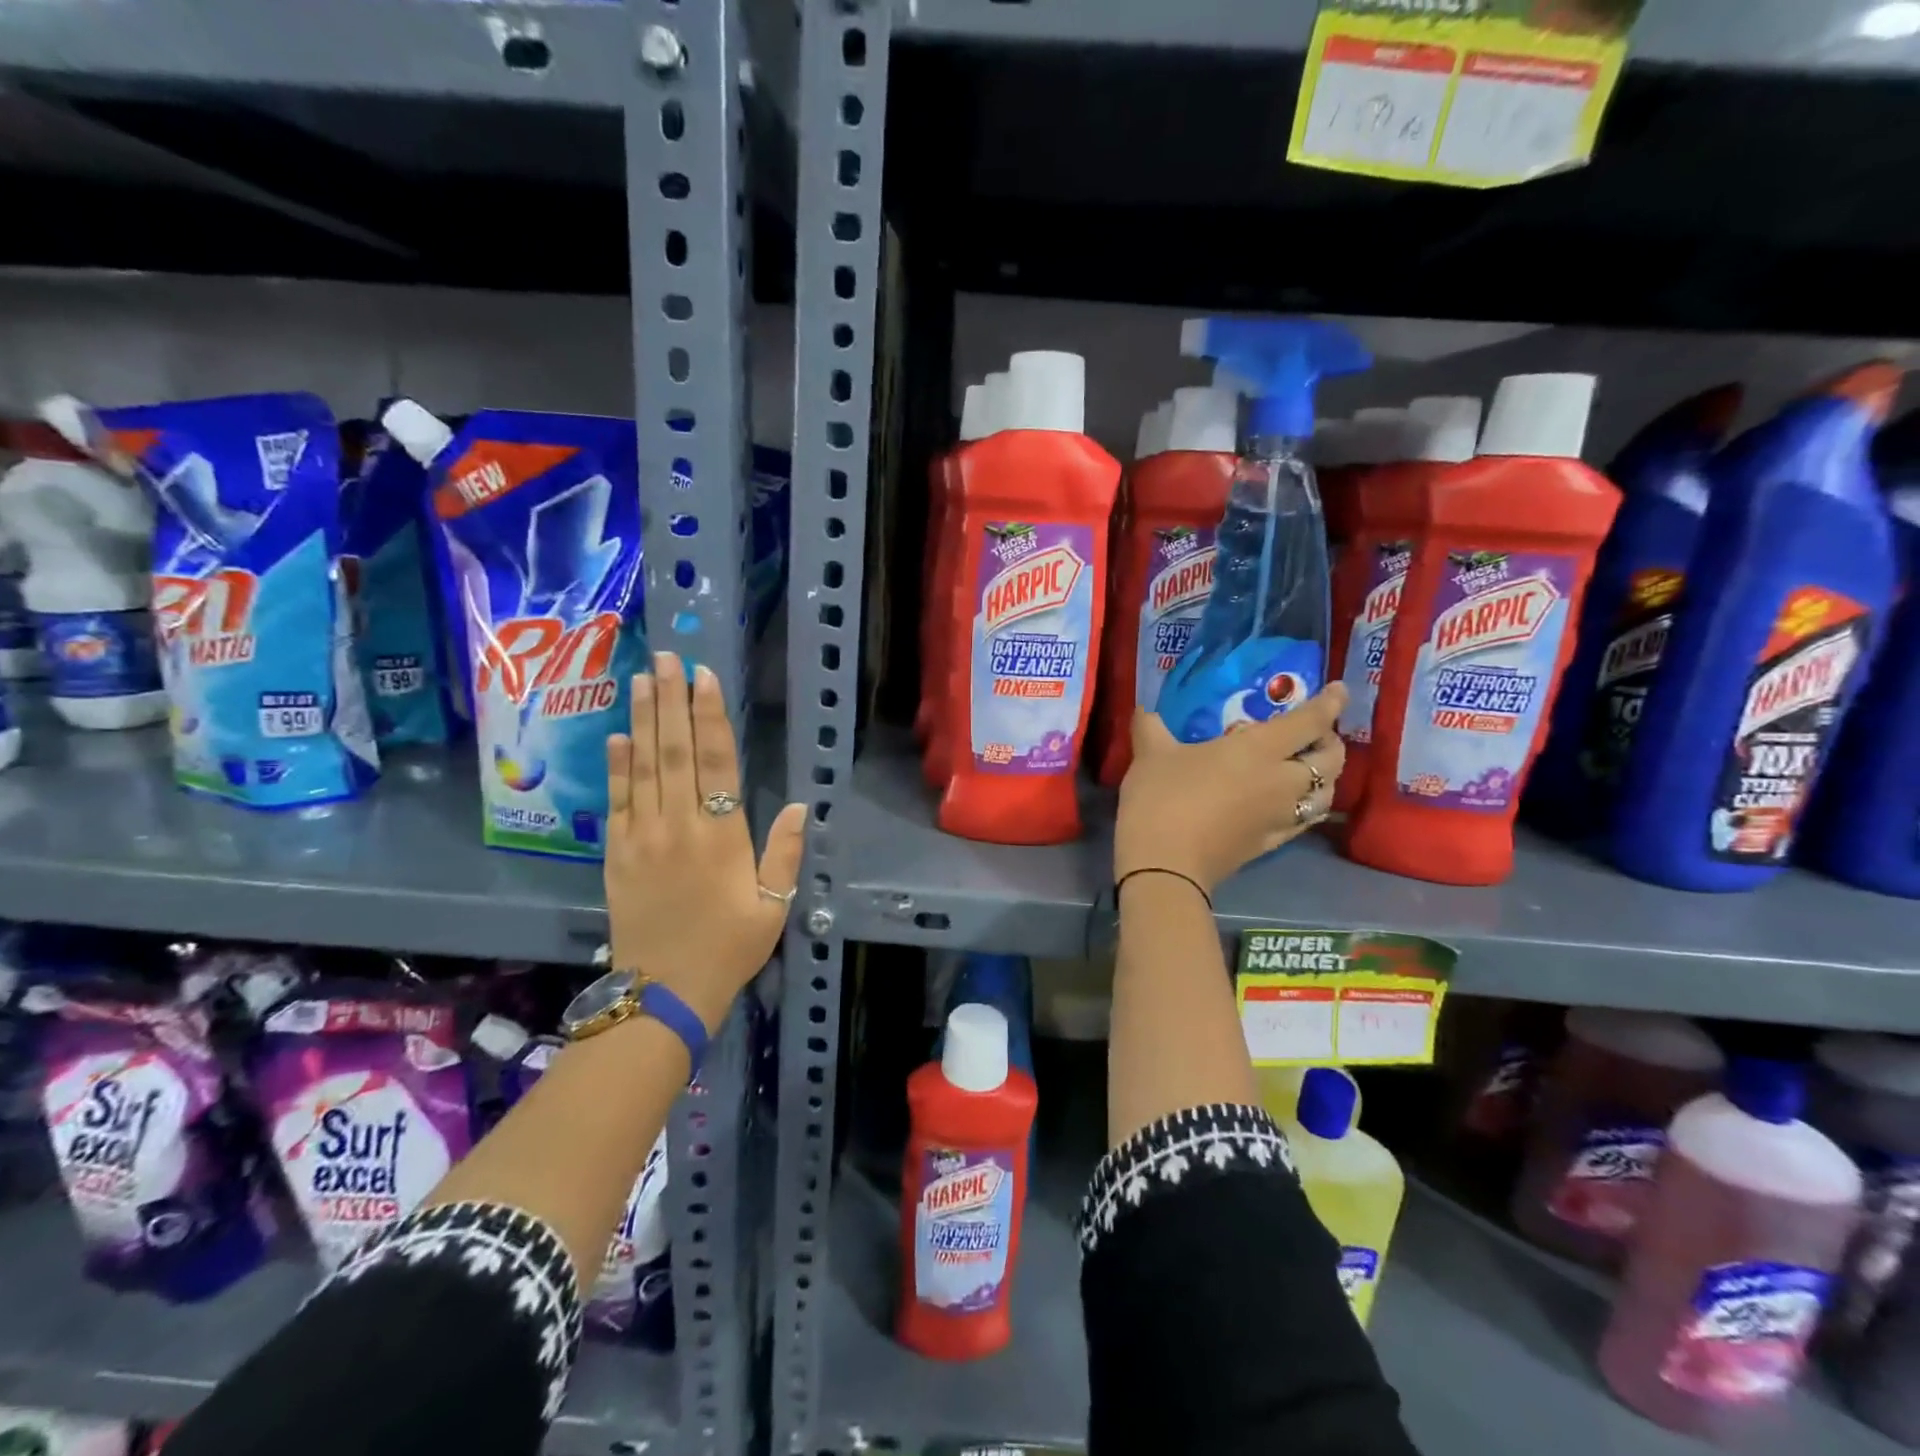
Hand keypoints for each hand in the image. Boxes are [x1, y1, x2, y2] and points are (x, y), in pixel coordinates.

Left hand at [604, 651, 806, 1030]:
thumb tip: (801, 803)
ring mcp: (642, 837)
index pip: (717, 762)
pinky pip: (617, 800)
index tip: (704, 677)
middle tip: (666, 657)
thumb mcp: (772, 907)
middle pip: (674, 751)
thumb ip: (785, 853)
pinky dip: (617, 765)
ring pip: (643, 766)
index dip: (710, 716)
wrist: (663, 995)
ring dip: (642, 719)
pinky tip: (616, 735)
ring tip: (643, 679)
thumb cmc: (728, 949)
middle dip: (670, 700)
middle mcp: (679, 825)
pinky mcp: (616, 854)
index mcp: (722, 835)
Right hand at [1114, 684, 1347, 892]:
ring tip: (1306, 768)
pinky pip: (1306, 820)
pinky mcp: (1272, 843)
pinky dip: (1309, 806)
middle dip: (1330, 742)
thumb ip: (1151, 727)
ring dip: (1325, 776)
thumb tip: (1144, 709)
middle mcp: (1283, 781)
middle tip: (1313, 734)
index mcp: (1259, 749)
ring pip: (1326, 793)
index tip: (1338, 690)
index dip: (1330, 703)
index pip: (1310, 722)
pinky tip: (1292, 804)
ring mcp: (1281, 816)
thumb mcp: (1150, 754)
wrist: (1165, 866)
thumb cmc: (1162, 799)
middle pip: (1331, 759)